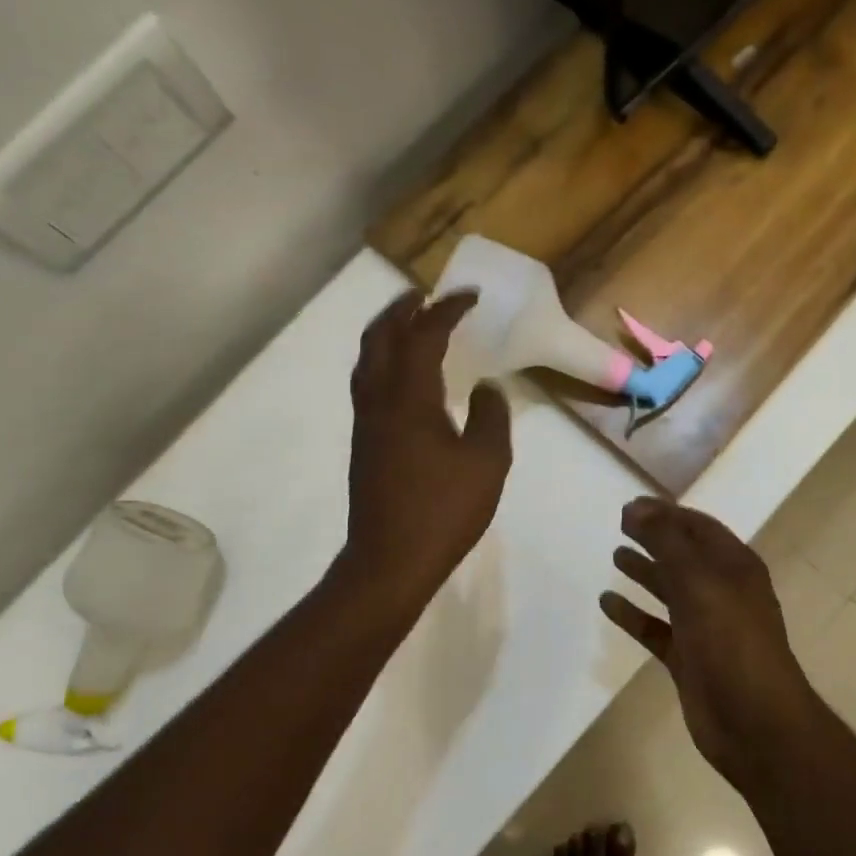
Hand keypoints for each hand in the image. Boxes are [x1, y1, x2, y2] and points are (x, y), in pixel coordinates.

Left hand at [344, 289, 512, 609]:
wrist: (389, 560)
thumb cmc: (443, 511)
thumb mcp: (487, 463)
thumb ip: (491, 417)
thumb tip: (486, 389)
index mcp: (409, 399)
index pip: (424, 335)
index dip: (446, 309)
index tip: (469, 296)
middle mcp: (379, 401)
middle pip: (381, 337)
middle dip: (403, 308)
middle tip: (427, 295)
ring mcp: (366, 422)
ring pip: (367, 360)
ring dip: (387, 332)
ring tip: (411, 323)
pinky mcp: (364, 443)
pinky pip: (367, 383)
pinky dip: (383, 361)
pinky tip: (403, 375)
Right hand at [601, 498, 821, 792]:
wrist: (755, 723)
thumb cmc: (732, 642)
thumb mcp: (699, 582)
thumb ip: (666, 542)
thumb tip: (635, 507)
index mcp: (734, 567)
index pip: (698, 527)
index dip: (666, 513)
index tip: (630, 505)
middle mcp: (721, 591)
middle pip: (683, 555)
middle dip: (654, 538)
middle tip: (620, 524)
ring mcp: (705, 626)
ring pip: (669, 590)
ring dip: (645, 572)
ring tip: (615, 556)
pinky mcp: (688, 658)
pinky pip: (655, 628)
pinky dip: (633, 614)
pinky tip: (608, 603)